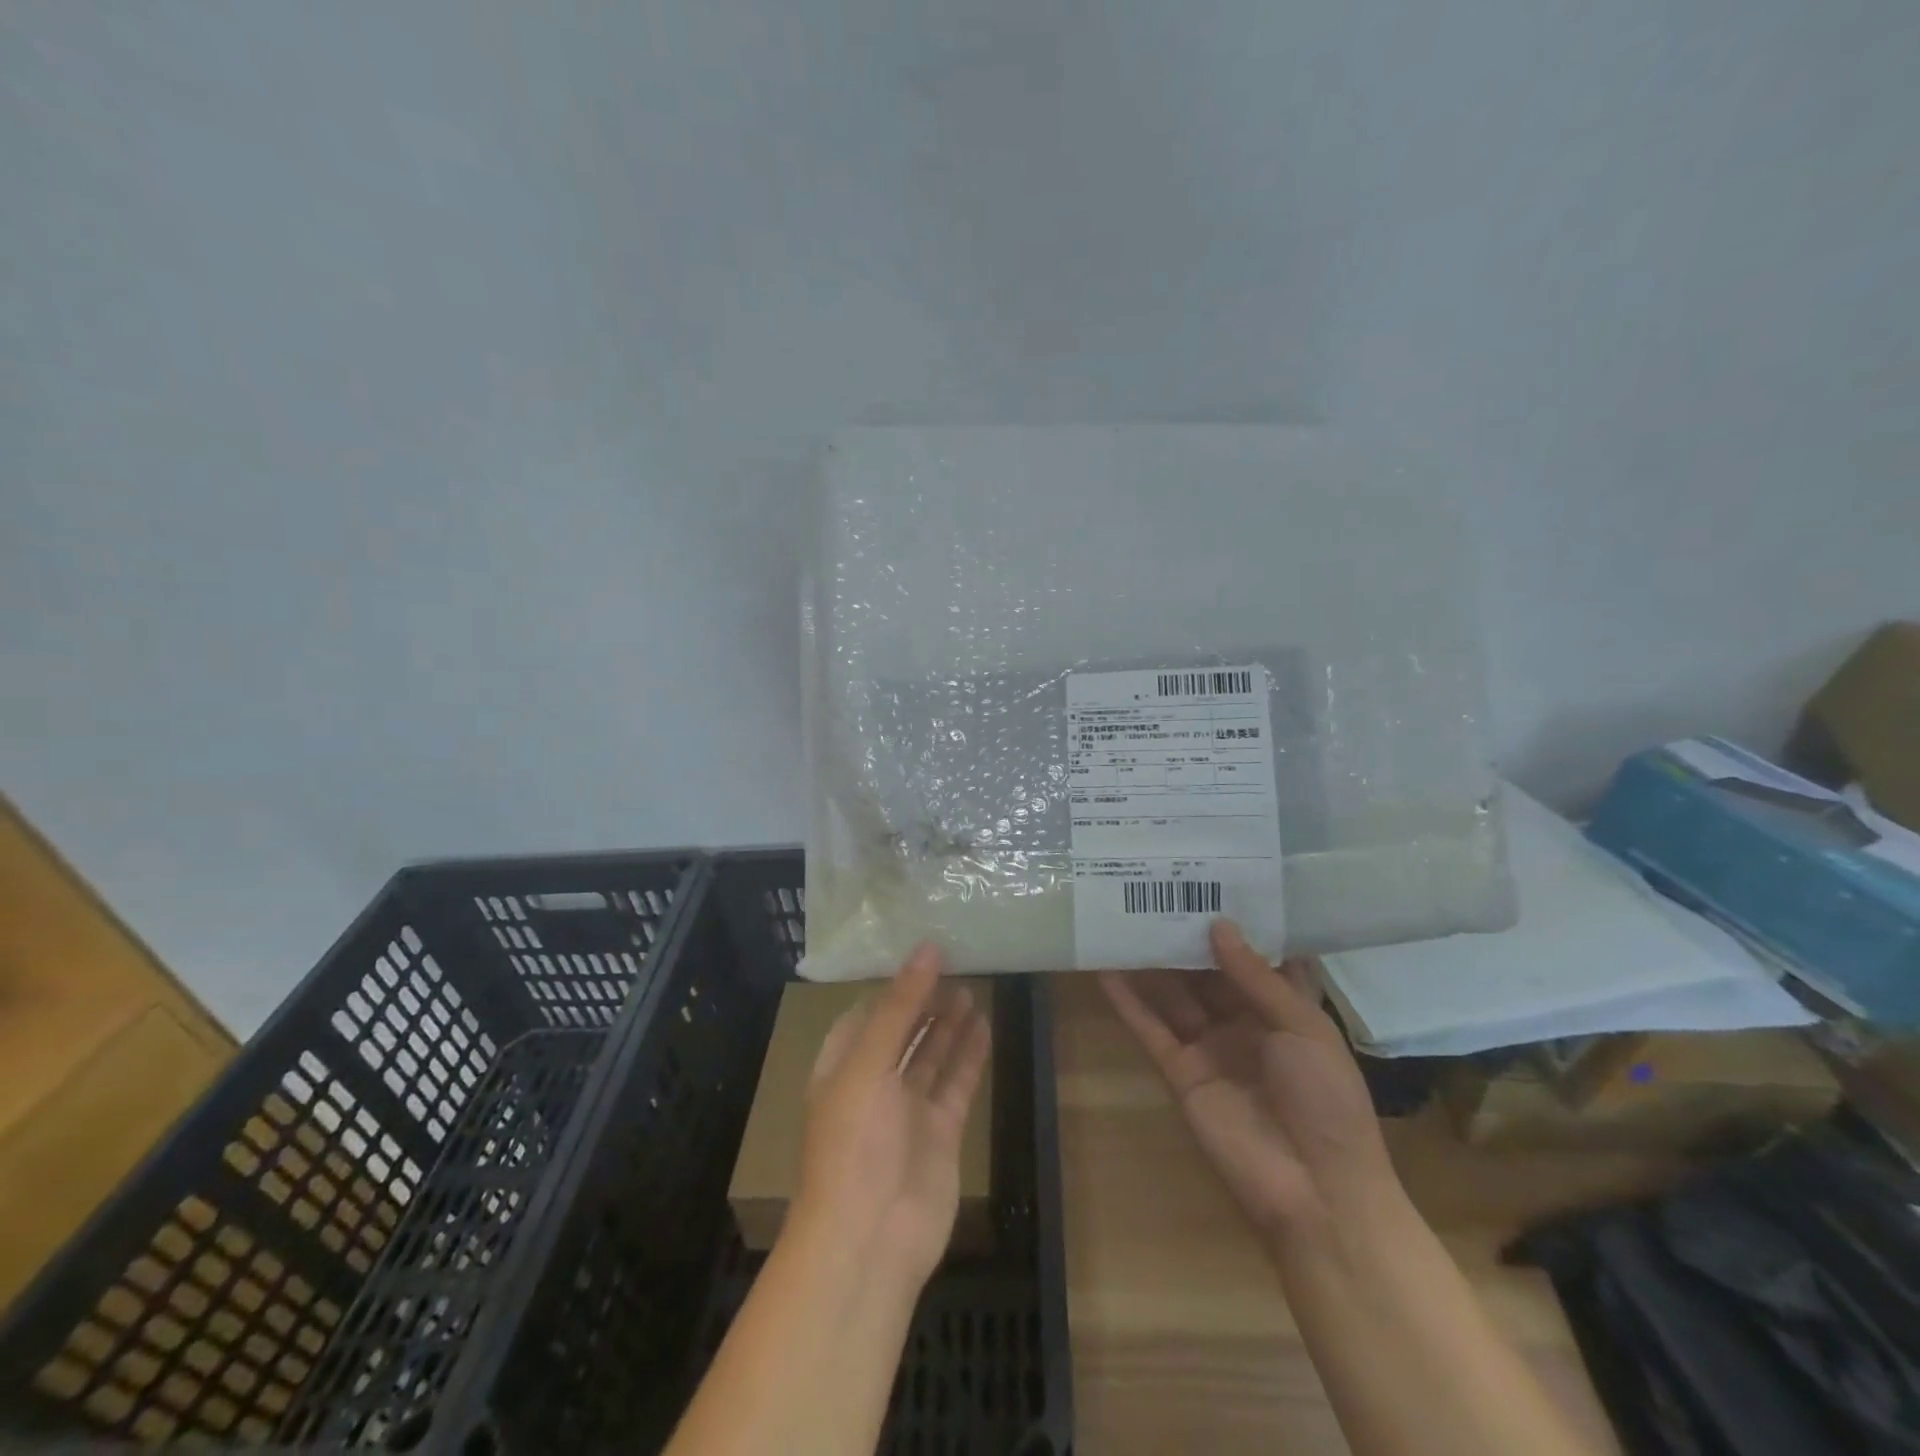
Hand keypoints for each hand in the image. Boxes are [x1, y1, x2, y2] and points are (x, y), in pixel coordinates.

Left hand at [792, 944, 991, 1292]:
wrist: (870, 1240)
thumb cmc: (854, 1142)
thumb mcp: (868, 1063)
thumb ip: (900, 1005)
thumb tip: (927, 948)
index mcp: (841, 1067)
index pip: (865, 1014)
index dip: (890, 986)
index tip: (919, 954)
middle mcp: (873, 1084)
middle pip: (902, 1031)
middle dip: (923, 1001)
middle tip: (954, 963)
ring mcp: (908, 1109)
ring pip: (931, 1054)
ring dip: (948, 1023)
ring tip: (970, 987)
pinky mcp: (940, 1131)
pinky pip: (956, 1082)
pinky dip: (969, 1055)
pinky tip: (983, 1024)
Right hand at [1100, 920, 1398, 1250]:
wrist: (1317, 1193)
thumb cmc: (1326, 1100)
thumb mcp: (1304, 1028)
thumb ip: (1256, 976)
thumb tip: (1218, 924)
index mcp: (1285, 1012)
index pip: (1256, 958)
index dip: (1236, 924)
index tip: (1210, 882)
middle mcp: (1245, 1024)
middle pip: (1207, 972)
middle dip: (1185, 936)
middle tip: (1154, 889)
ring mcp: (1210, 1048)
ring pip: (1174, 995)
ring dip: (1151, 962)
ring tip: (1122, 917)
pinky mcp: (1180, 1072)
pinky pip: (1150, 1029)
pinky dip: (1127, 1002)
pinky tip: (1104, 969)